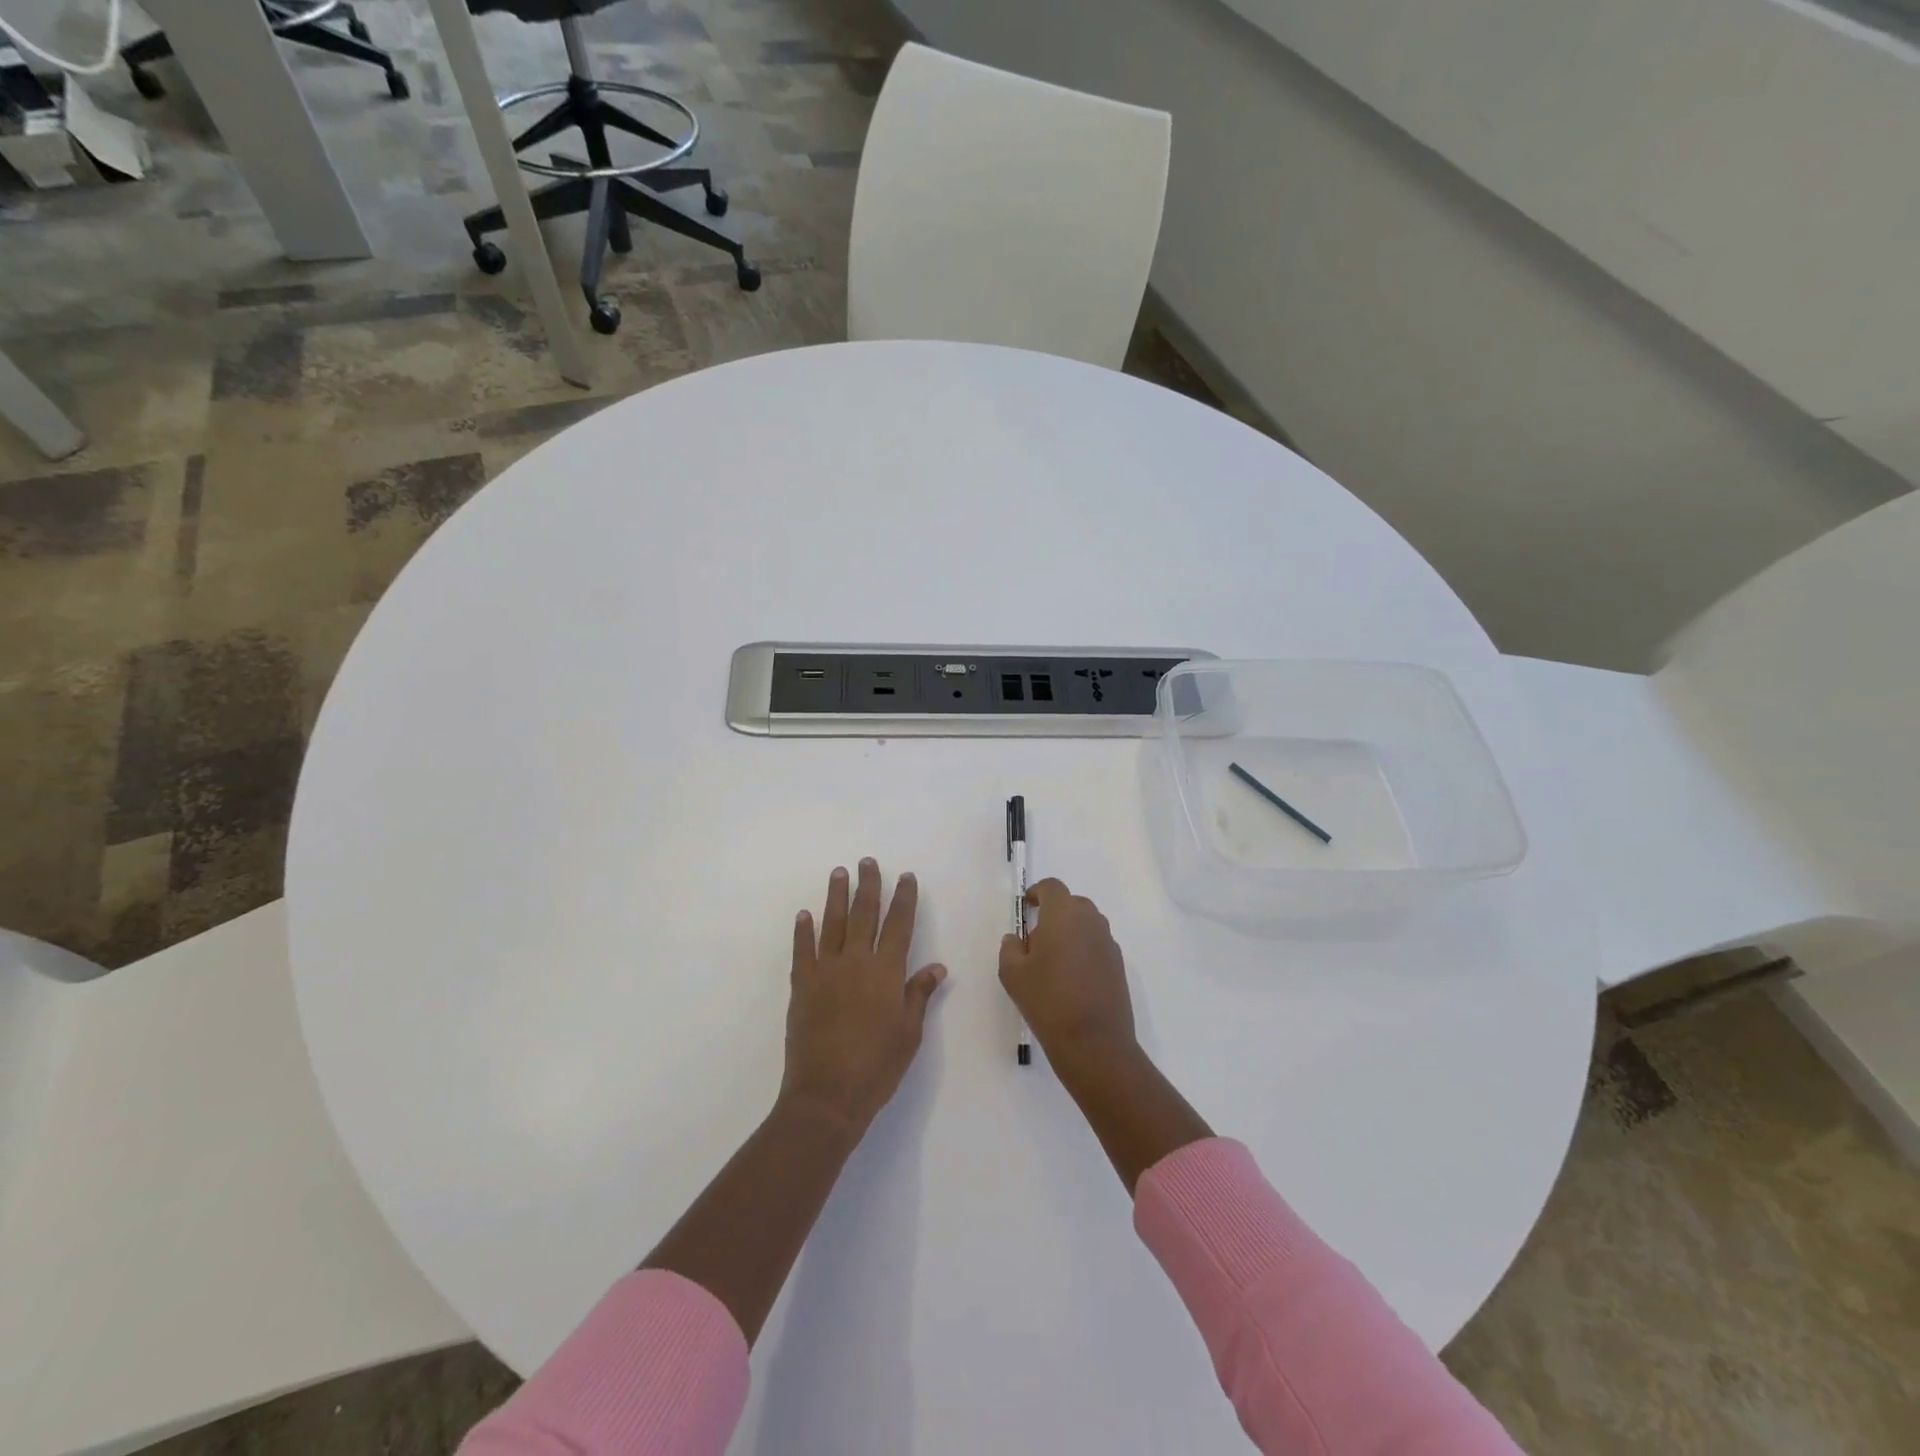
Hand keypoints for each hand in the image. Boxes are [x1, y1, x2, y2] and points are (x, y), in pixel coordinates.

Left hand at [781, 859, 946, 1134]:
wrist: (827, 1095)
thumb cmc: (877, 1066)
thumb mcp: (909, 1033)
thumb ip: (919, 994)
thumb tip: (937, 967)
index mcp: (887, 972)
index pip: (899, 925)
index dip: (904, 898)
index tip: (906, 877)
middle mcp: (856, 962)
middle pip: (864, 914)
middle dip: (868, 886)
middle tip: (868, 861)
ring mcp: (826, 972)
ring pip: (832, 924)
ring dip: (836, 896)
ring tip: (839, 872)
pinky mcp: (802, 986)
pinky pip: (803, 950)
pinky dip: (803, 930)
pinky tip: (804, 914)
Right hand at [998, 879, 1137, 1074]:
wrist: (1094, 1042)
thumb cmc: (1047, 1000)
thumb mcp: (1012, 974)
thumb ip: (1010, 948)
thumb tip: (1016, 939)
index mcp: (1063, 914)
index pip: (1052, 887)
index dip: (1037, 892)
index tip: (1026, 907)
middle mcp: (1090, 921)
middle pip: (1072, 903)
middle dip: (1054, 913)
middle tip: (1037, 939)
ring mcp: (1108, 942)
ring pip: (1087, 924)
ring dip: (1070, 932)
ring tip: (1054, 962)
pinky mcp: (1119, 964)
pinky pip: (1097, 945)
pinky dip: (1084, 950)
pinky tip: (1072, 979)